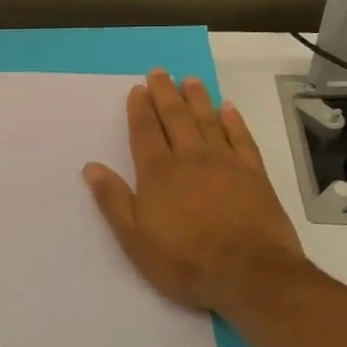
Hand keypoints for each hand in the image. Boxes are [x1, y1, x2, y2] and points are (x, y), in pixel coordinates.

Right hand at [83, 70, 311, 315]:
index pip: (145, 131)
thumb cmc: (184, 261)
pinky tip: (228, 109)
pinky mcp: (254, 175)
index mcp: (158, 172)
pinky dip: (233, 121)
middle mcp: (190, 158)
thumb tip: (91, 167)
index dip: (139, 108)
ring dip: (197, 99)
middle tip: (159, 72)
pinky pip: (241, 138)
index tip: (137, 88)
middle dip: (165, 93)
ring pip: (207, 121)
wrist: (250, 275)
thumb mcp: (135, 239)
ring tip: (189, 80)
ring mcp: (225, 163)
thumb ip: (113, 200)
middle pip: (175, 117)